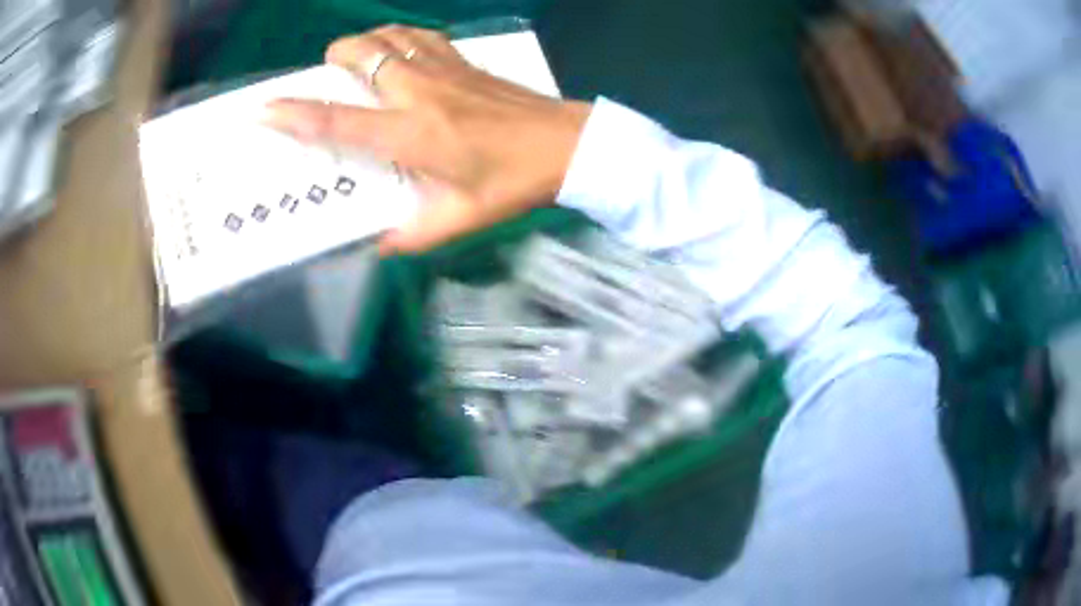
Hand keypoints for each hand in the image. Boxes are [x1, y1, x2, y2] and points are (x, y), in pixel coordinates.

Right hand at [264, 25, 591, 254]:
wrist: (568, 145)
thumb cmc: (514, 183)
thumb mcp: (460, 221)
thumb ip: (412, 236)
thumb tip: (377, 245)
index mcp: (411, 134)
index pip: (339, 121)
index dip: (296, 115)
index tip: (266, 110)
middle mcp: (419, 92)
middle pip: (361, 53)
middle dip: (333, 58)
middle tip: (328, 78)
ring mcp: (443, 68)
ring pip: (389, 35)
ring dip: (365, 43)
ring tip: (357, 63)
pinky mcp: (463, 60)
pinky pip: (420, 34)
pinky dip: (398, 37)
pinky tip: (399, 53)